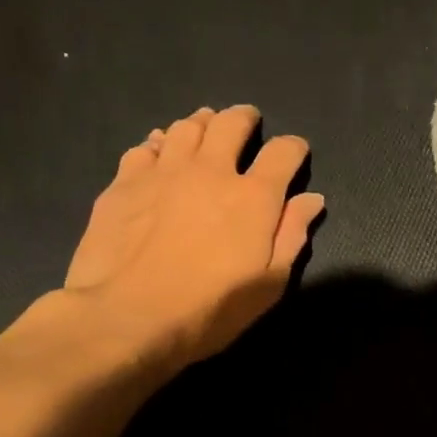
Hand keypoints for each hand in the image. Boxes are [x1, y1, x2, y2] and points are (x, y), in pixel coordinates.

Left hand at [63, 105, 324, 371]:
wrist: (125, 318)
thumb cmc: (208, 309)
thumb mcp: (268, 284)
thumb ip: (292, 235)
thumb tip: (312, 199)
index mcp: (253, 196)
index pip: (283, 152)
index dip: (294, 147)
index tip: (294, 154)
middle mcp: (211, 170)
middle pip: (231, 123)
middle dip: (244, 118)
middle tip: (247, 122)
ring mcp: (164, 172)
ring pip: (186, 127)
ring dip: (202, 123)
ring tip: (205, 129)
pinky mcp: (125, 182)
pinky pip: (145, 147)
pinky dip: (159, 144)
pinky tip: (159, 154)